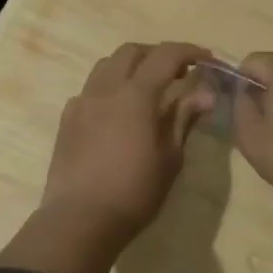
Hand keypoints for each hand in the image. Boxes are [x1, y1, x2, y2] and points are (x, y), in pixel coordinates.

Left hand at [40, 41, 213, 246]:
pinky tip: (118, 112)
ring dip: (130, 66)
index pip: (165, 56)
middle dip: (157, 54)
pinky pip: (90, 89)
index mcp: (135, 95)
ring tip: (147, 88)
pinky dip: (110, 88)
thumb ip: (183, 119)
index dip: (188, 51)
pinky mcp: (67, 120)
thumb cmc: (134, 193)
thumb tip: (204, 94)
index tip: (206, 59)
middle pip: (131, 52)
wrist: (79, 220)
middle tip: (178, 72)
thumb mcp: (170, 158)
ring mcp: (81, 103)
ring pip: (106, 66)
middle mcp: (105, 89)